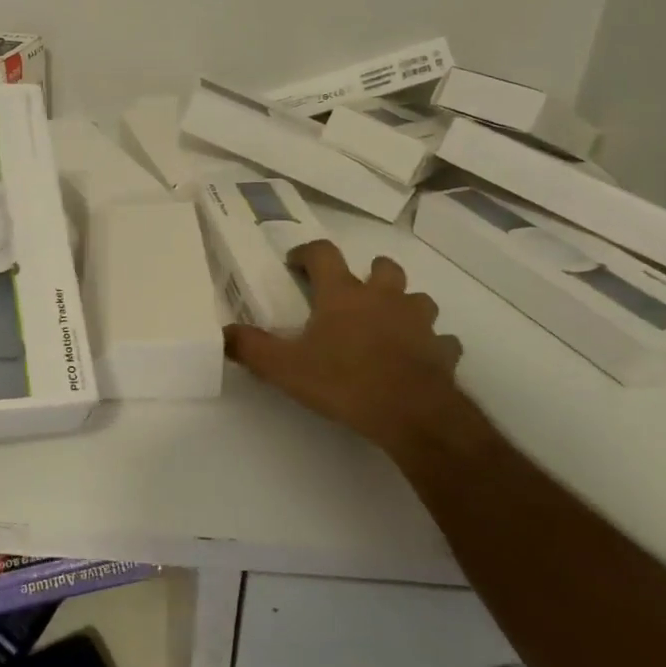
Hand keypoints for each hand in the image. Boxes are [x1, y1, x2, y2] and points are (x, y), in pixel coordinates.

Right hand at [224, 240, 466, 458]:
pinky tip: (418, 358)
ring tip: (388, 324)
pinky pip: (441, 340)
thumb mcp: (285, 369)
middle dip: (368, 272)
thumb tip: (222, 334)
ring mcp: (419, 322)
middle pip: (382, 267)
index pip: (323, 253)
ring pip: (418, 299)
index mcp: (343, 294)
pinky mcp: (443, 350)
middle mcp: (384, 298)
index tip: (296, 262)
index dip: (308, 252)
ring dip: (403, 305)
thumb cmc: (345, 382)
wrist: (413, 414)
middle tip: (352, 293)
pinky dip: (431, 344)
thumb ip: (251, 348)